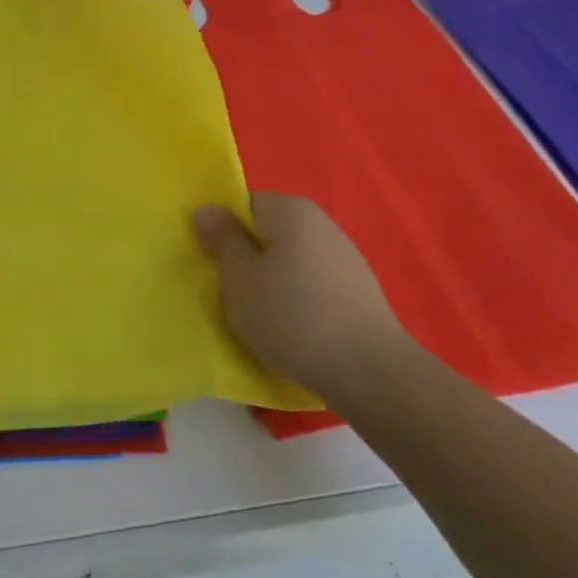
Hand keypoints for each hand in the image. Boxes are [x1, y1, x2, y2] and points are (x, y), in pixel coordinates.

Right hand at [192, 191, 407, 399]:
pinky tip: (293, 330)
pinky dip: (297, 301)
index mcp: (289, 209)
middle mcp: (320, 223)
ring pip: (289, 261)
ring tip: (260, 318)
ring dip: (271, 282)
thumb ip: (221, 240)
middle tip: (230, 293)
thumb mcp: (239, 278)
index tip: (213, 264)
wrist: (369, 372)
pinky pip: (311, 285)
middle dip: (247, 259)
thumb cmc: (291, 316)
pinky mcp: (358, 291)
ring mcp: (344, 257)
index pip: (243, 205)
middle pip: (267, 233)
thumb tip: (207, 210)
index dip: (223, 232)